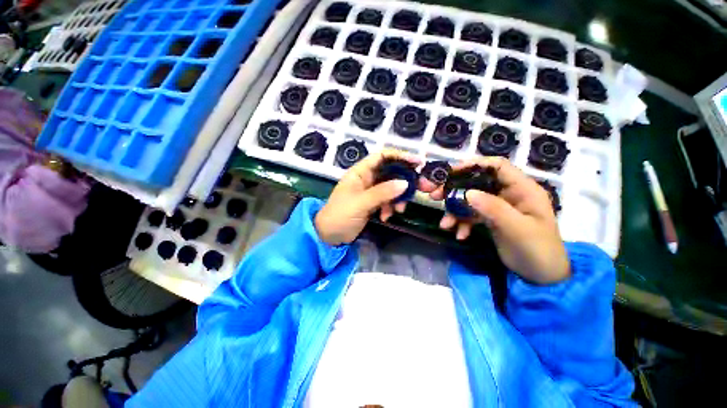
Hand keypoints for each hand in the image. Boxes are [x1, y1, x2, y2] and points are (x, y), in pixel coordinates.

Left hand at [315, 149, 420, 244]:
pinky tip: (386, 217)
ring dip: (397, 199)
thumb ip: (382, 192)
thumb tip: (405, 183)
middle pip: (390, 172)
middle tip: (417, 189)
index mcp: (360, 172)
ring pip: (391, 188)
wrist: (329, 236)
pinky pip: (388, 201)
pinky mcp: (373, 203)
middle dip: (403, 182)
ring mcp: (370, 191)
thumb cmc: (340, 215)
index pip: (382, 156)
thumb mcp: (361, 203)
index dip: (400, 156)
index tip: (417, 163)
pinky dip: (390, 208)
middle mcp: (367, 178)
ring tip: (397, 211)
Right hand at [422, 157, 569, 283]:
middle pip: (477, 183)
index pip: (497, 167)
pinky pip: (471, 215)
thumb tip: (467, 192)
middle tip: (434, 196)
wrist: (541, 277)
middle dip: (454, 190)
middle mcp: (508, 194)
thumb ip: (494, 209)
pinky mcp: (490, 219)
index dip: (474, 165)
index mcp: (522, 189)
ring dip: (455, 211)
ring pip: (470, 201)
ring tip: (445, 225)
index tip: (450, 173)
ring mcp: (498, 207)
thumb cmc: (537, 251)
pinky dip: (462, 223)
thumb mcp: (517, 229)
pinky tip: (459, 235)